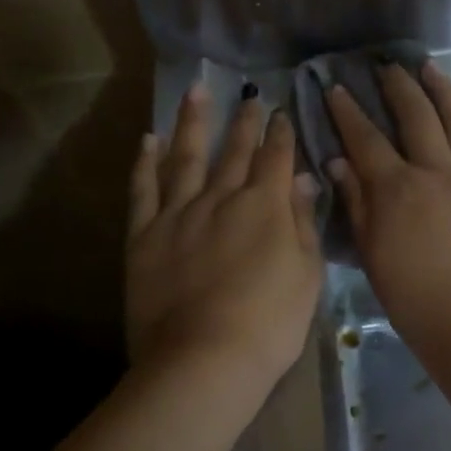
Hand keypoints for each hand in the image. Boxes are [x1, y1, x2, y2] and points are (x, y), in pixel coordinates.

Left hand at [127, 85, 324, 393]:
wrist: (203, 360)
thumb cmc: (269, 323)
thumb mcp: (307, 274)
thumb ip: (302, 221)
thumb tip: (302, 177)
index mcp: (264, 206)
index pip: (276, 158)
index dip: (280, 133)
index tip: (281, 111)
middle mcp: (221, 197)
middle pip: (234, 151)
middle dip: (244, 120)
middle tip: (249, 94)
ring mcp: (178, 213)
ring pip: (186, 156)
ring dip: (192, 122)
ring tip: (195, 90)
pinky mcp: (144, 235)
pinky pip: (143, 189)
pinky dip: (145, 161)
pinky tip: (147, 139)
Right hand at [327, 61, 450, 366]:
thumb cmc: (416, 300)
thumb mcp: (373, 256)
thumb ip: (357, 205)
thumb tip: (338, 162)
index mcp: (398, 190)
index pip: (366, 138)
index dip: (348, 112)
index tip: (336, 88)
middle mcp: (438, 171)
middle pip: (416, 116)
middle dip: (398, 86)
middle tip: (387, 66)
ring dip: (443, 89)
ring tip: (430, 67)